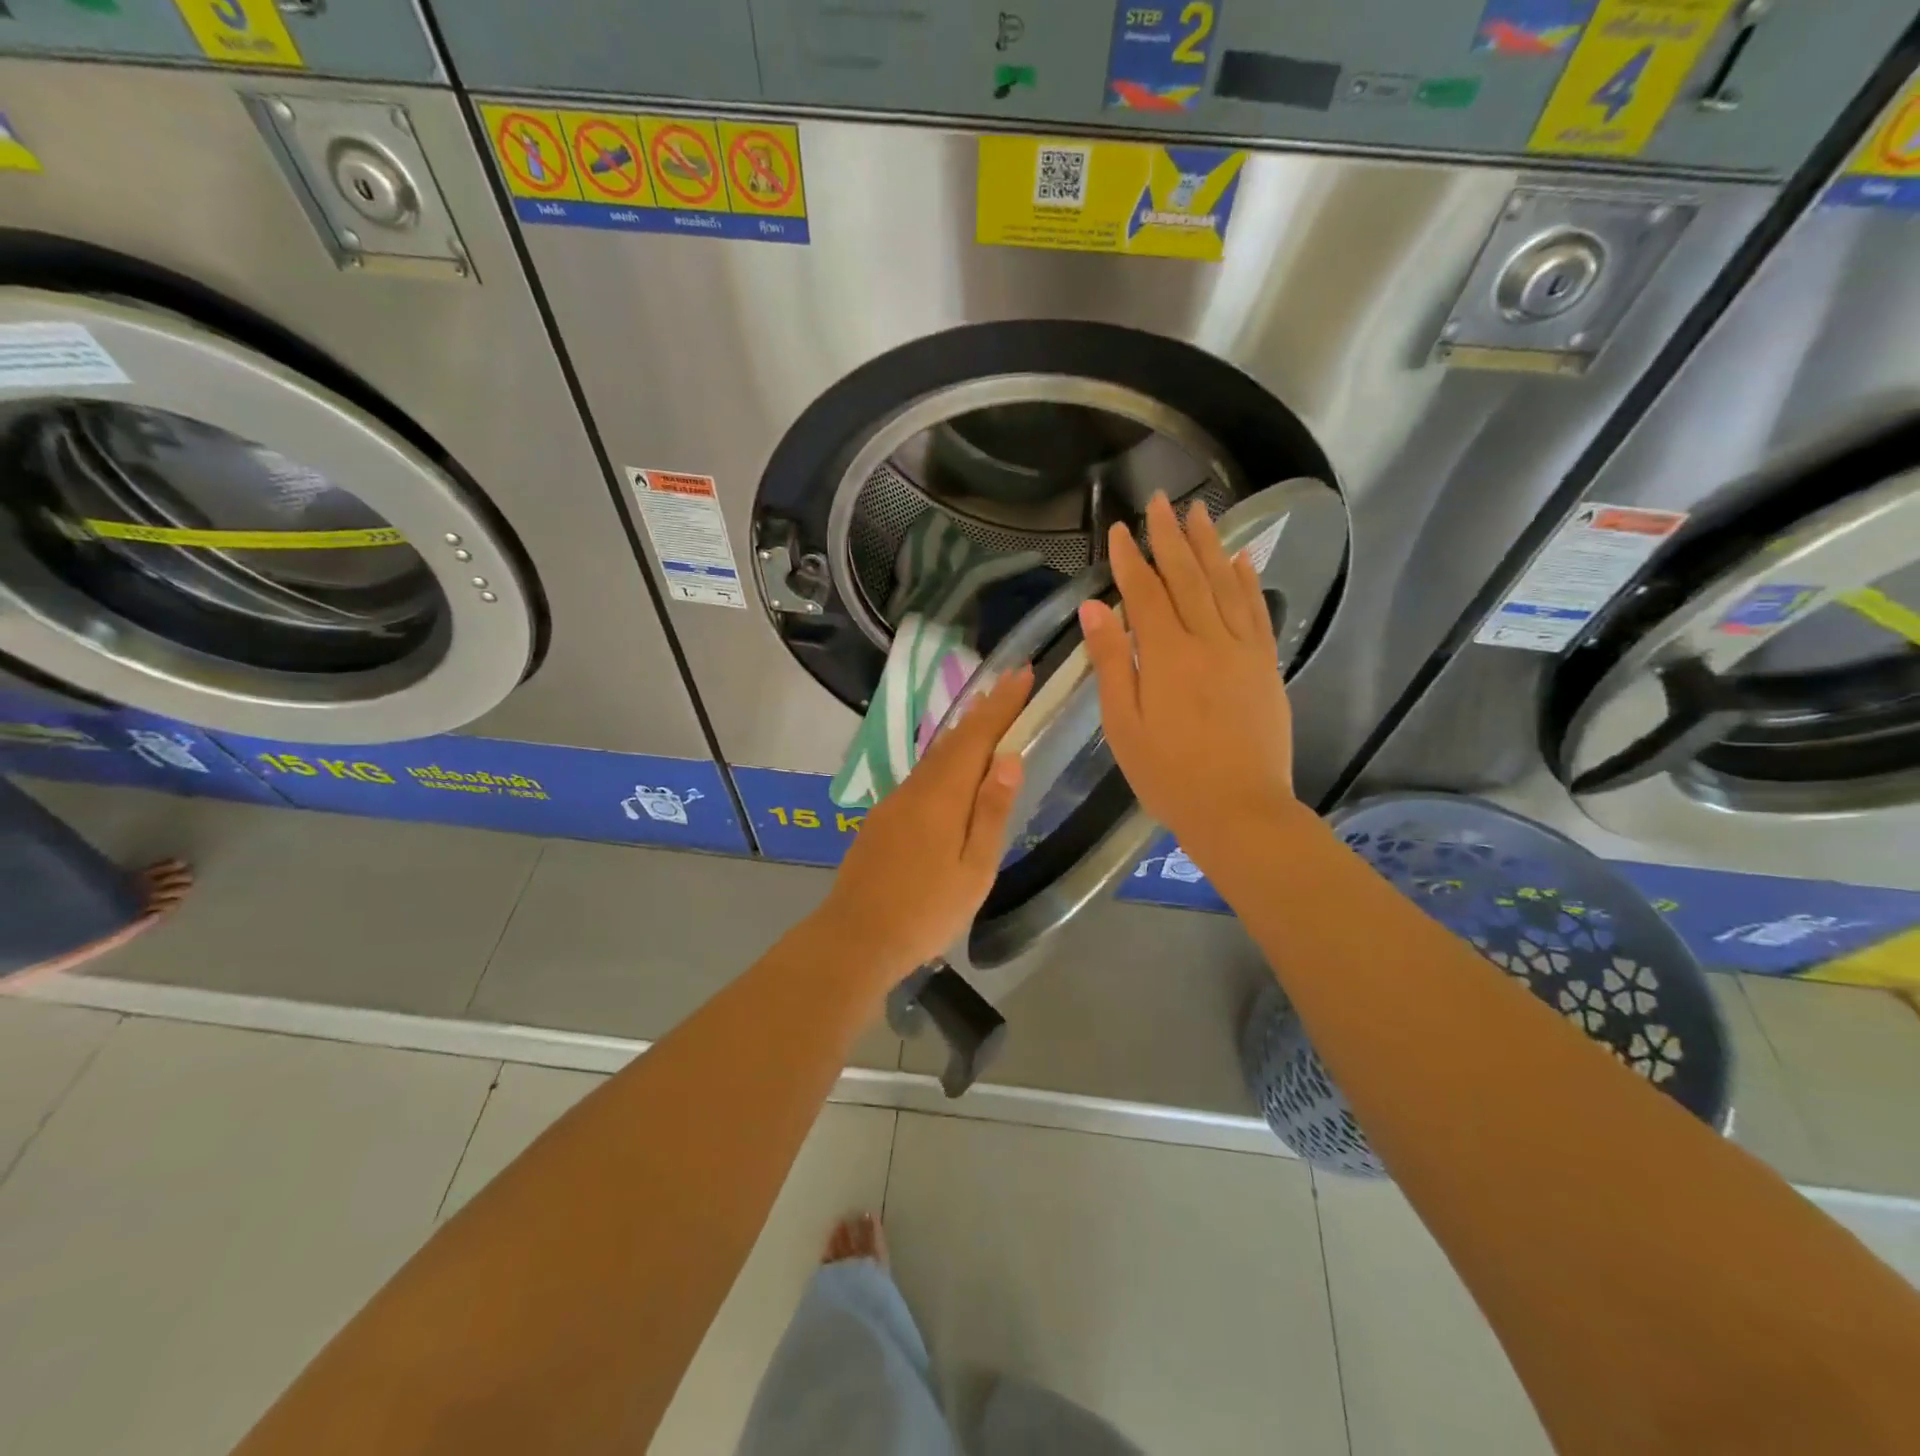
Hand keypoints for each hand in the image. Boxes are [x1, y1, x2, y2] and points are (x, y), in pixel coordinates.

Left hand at [816, 667, 1032, 978]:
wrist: (855, 938)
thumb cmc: (926, 911)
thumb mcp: (974, 869)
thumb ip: (991, 811)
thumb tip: (1009, 757)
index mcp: (942, 797)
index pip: (976, 736)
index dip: (1001, 704)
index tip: (1023, 673)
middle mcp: (915, 788)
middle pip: (954, 740)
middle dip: (984, 710)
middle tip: (1010, 686)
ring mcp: (894, 802)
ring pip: (935, 757)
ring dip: (963, 733)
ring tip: (987, 715)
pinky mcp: (882, 819)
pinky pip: (921, 776)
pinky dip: (944, 760)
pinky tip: (952, 769)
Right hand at [1079, 493, 1299, 865]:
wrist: (1239, 810)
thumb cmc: (1168, 775)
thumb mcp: (1122, 724)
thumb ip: (1111, 662)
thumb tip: (1095, 608)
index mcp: (1166, 656)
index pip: (1145, 594)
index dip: (1131, 559)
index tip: (1120, 529)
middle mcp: (1207, 641)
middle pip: (1187, 578)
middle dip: (1171, 537)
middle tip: (1160, 500)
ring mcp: (1242, 651)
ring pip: (1225, 585)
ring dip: (1211, 546)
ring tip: (1201, 512)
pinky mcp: (1265, 666)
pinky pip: (1256, 612)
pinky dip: (1248, 581)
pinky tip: (1242, 559)